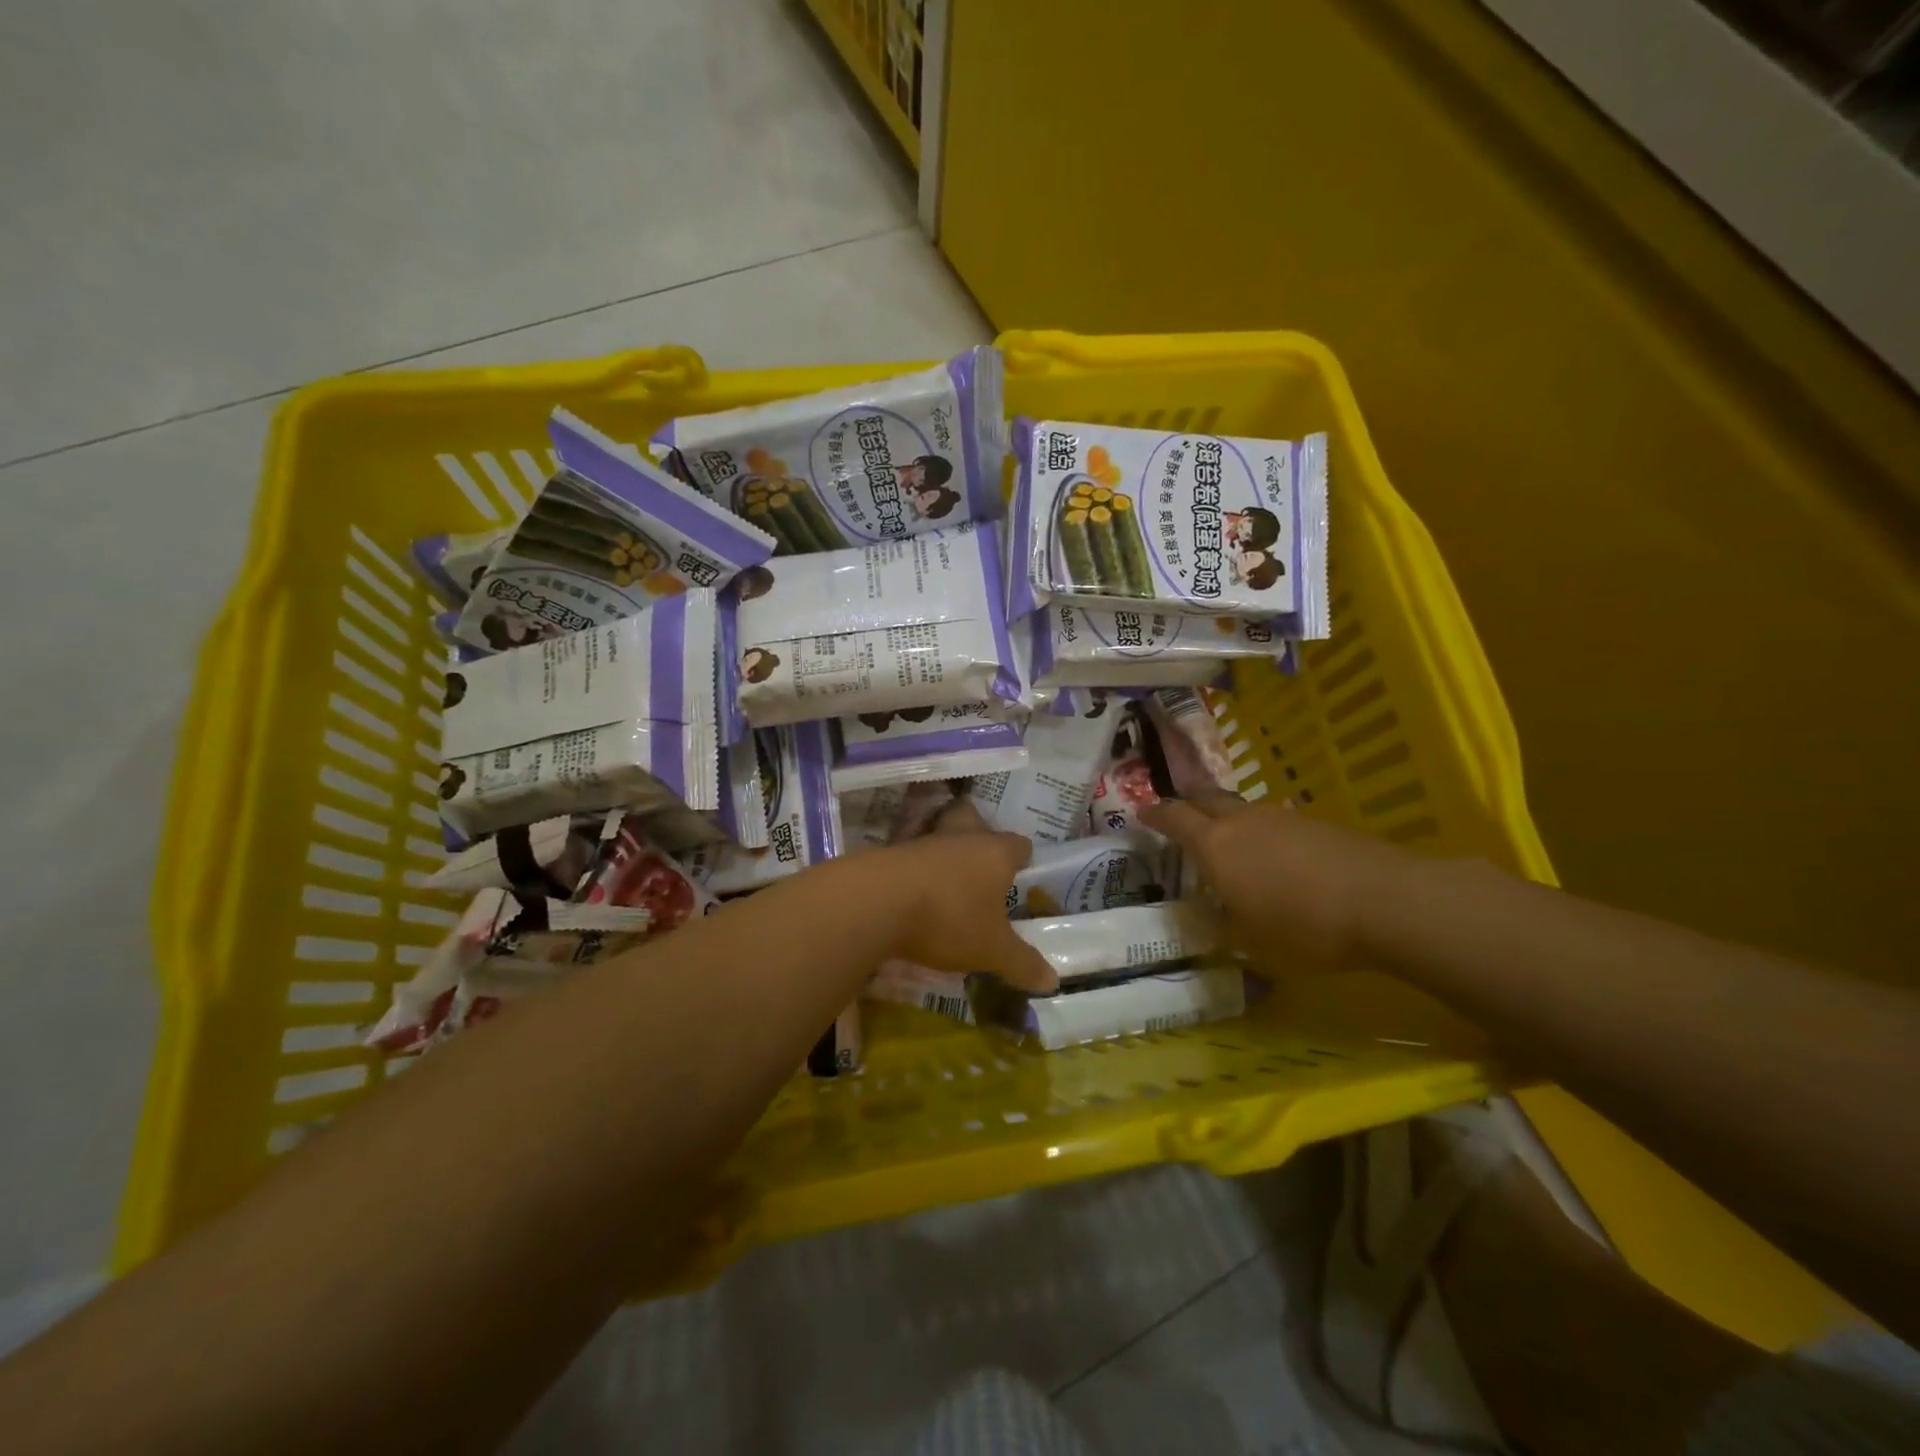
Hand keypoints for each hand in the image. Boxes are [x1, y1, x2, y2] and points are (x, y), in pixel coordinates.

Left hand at [867, 797, 1057, 992]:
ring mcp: (923, 842)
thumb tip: (1053, 981)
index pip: (1018, 844)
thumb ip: (1022, 963)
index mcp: (995, 853)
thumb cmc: (949, 918)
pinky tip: (915, 893)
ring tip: (947, 882)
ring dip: (944, 854)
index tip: (1023, 871)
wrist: (877, 902)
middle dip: (979, 834)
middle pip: (973, 820)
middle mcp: (961, 838)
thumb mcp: (991, 950)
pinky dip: (915, 870)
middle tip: (982, 861)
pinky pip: (911, 856)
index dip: (1023, 856)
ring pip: (940, 836)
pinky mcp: (891, 855)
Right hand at [1141, 794, 1415, 973]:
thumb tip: (1204, 915)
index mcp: (1215, 844)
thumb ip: (1219, 925)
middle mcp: (1243, 821)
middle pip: (1206, 799)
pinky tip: (1275, 858)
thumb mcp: (1249, 941)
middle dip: (1188, 805)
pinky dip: (1263, 833)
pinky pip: (1275, 822)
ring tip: (1229, 842)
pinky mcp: (1316, 824)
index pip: (1174, 817)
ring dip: (1228, 820)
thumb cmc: (1302, 926)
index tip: (1141, 813)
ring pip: (1243, 810)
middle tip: (1179, 817)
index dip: (1154, 814)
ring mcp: (1282, 817)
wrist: (1384, 902)